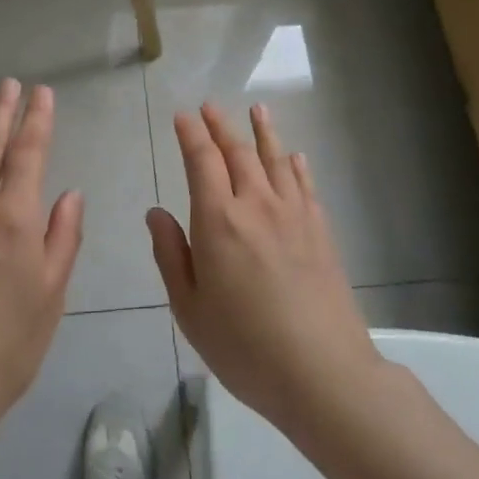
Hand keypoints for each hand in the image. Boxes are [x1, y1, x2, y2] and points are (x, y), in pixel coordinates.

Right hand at [148, 103, 384, 440]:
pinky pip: (305, 185)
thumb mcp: (189, 308)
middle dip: (221, 126)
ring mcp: (294, 215)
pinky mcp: (320, 231)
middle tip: (209, 106)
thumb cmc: (244, 345)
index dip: (191, 134)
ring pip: (275, 160)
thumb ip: (170, 254)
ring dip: (263, 131)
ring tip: (257, 108)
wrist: (322, 372)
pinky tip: (294, 156)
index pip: (201, 161)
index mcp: (218, 220)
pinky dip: (296, 165)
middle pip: (238, 153)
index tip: (183, 115)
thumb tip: (156, 212)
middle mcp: (256, 205)